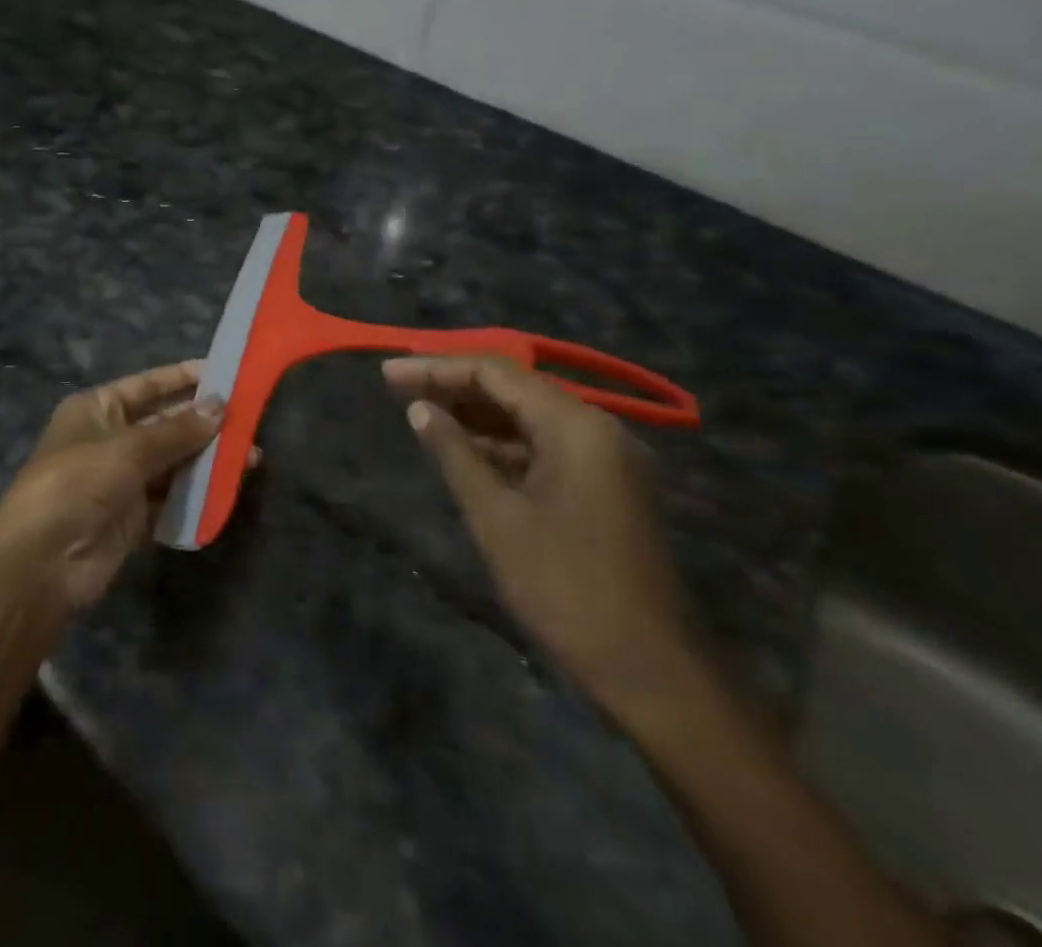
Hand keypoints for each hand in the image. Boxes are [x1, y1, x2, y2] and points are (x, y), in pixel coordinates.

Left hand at [0, 361, 235, 612]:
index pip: (147, 386)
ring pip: (171, 463)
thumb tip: (220, 406)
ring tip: (251, 457)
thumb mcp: (128, 449)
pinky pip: (169, 500)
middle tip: (249, 419)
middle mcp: (109, 439)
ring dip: (206, 460)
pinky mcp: (131, 518)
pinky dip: (195, 495)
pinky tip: (228, 489)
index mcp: (97, 409)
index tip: (224, 373)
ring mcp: (120, 480)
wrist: (42, 562)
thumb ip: (177, 430)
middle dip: (203, 423)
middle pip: (163, 424)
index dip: (183, 378)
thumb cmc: (78, 483)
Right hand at [384, 355, 697, 719]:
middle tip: (396, 389)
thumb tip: (418, 410)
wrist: (653, 674)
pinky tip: (462, 449)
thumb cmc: (565, 588)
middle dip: (453, 386)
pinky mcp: (606, 488)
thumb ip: (454, 453)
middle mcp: (597, 430)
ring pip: (528, 418)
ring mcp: (606, 460)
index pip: (494, 373)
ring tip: (420, 413)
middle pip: (514, 389)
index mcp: (575, 426)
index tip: (388, 374)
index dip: (436, 368)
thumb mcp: (496, 517)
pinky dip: (502, 444)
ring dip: (475, 415)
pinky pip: (545, 447)